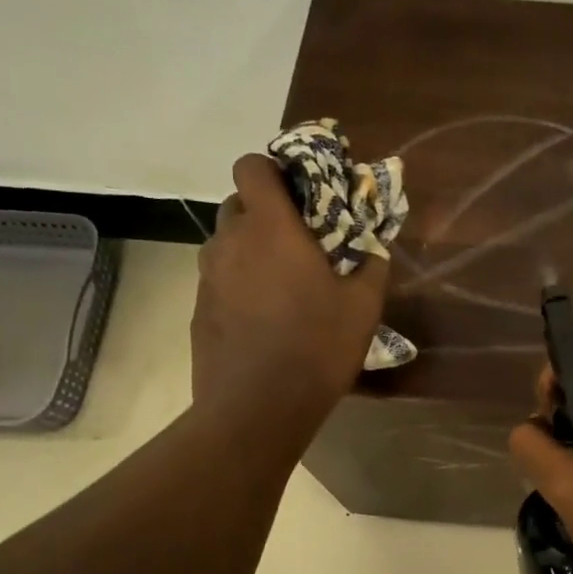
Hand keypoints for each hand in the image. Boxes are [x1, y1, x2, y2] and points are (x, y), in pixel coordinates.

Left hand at [190, 154, 387, 436]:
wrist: (256, 407)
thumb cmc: (316, 347)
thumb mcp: (363, 307)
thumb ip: (372, 266)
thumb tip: (375, 249)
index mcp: (270, 228)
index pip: (252, 166)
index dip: (273, 169)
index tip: (301, 191)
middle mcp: (230, 242)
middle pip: (238, 203)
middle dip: (266, 212)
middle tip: (300, 241)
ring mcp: (207, 277)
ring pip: (226, 243)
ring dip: (251, 249)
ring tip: (283, 283)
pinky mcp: (198, 309)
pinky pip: (220, 279)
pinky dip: (239, 284)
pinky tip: (264, 318)